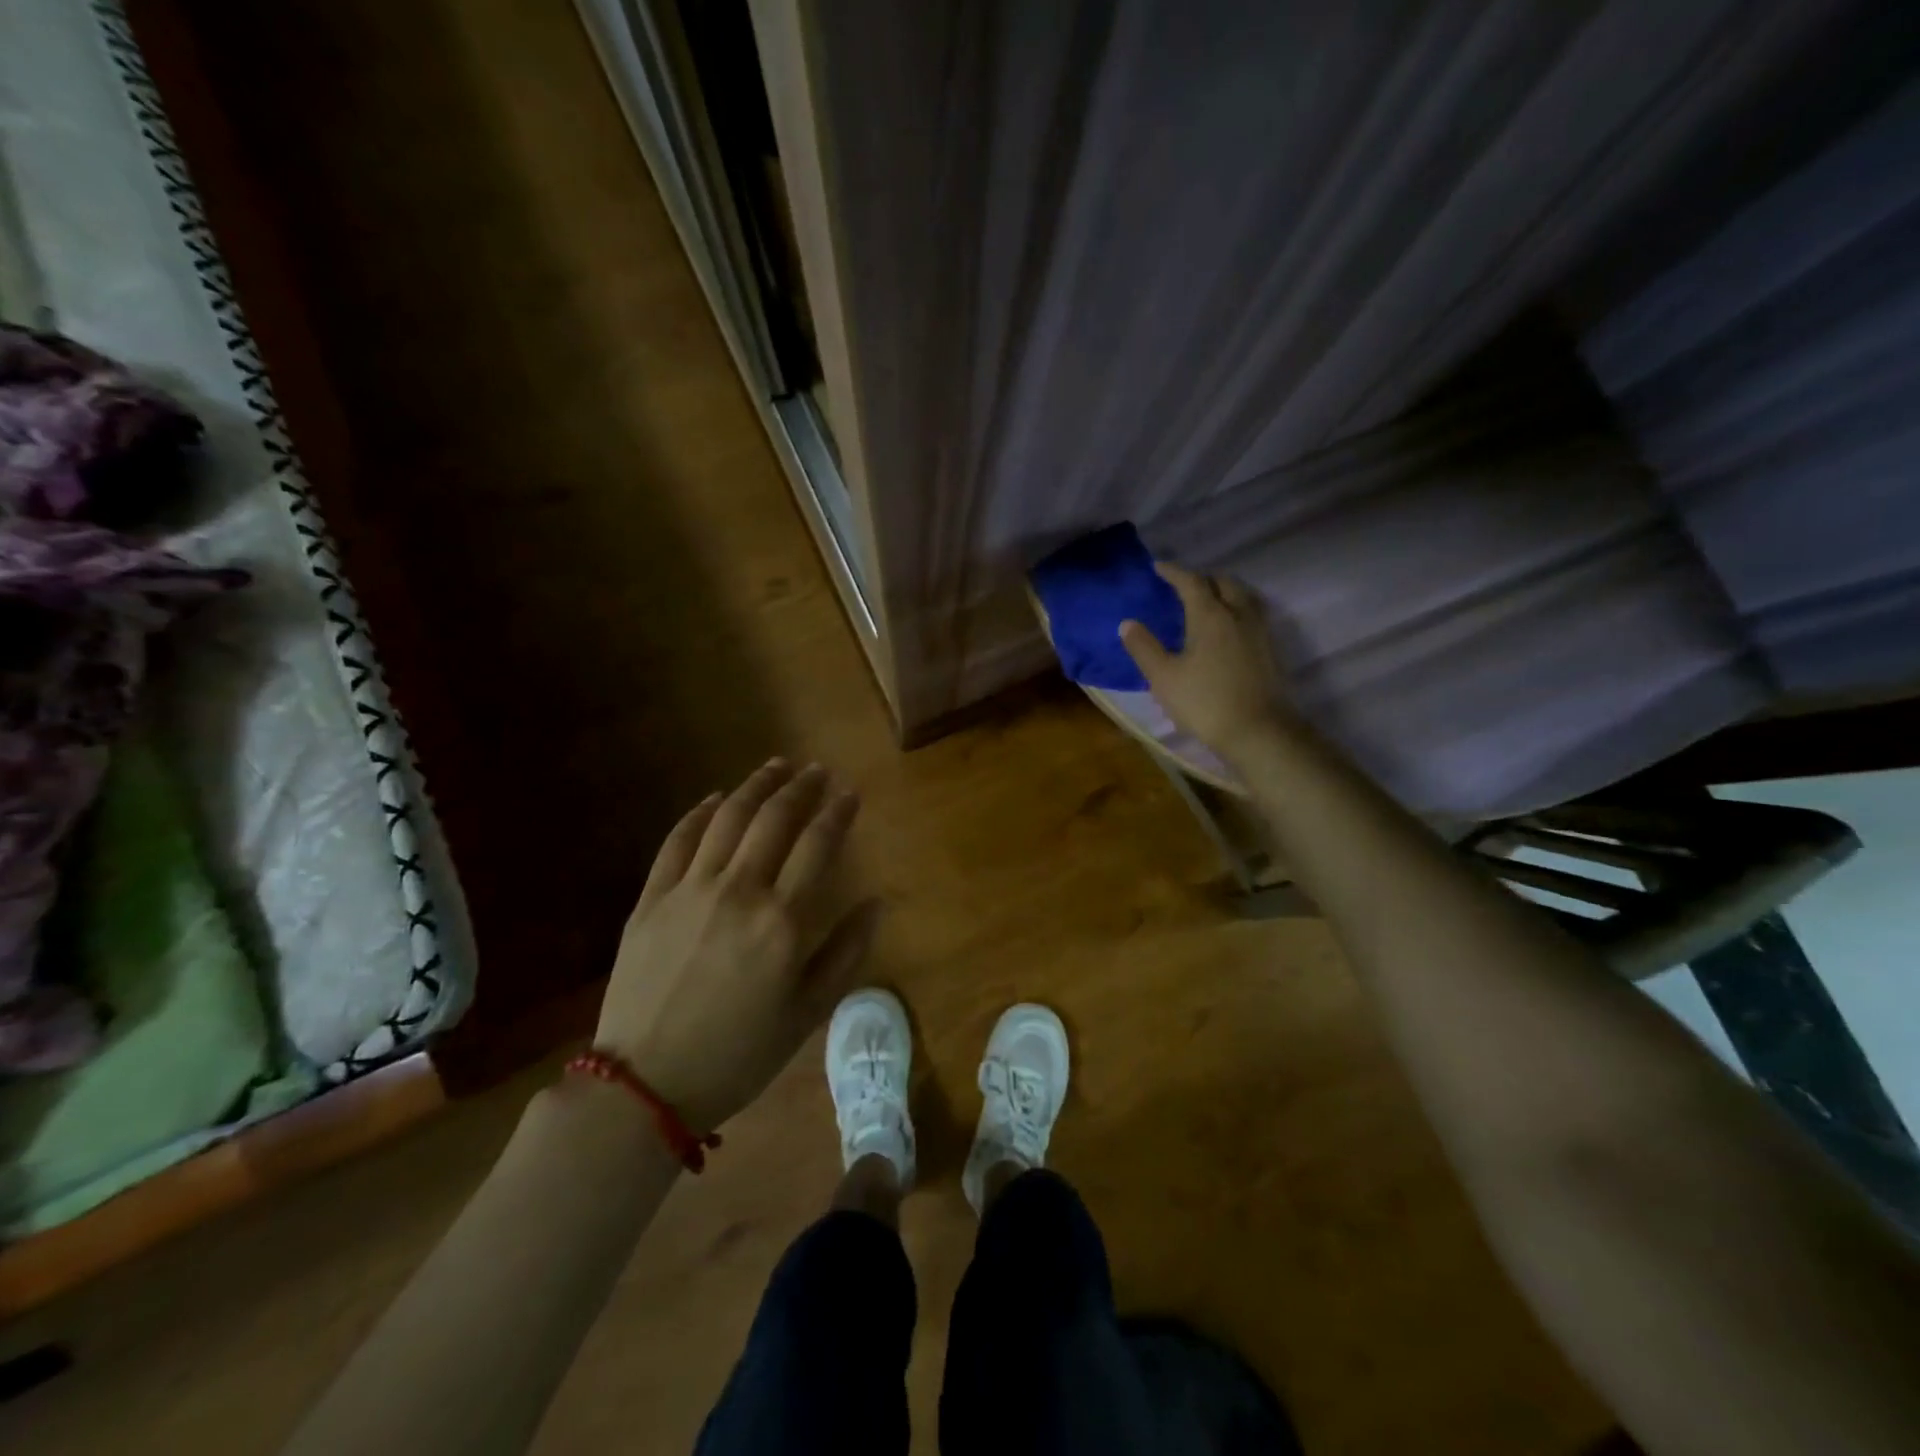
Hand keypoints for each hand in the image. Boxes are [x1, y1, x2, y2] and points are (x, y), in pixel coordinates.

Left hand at [598, 759, 878, 1133]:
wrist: (645, 1084)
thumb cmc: (739, 1054)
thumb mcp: (807, 1014)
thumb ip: (847, 952)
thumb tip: (877, 902)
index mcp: (782, 921)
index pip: (818, 844)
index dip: (838, 812)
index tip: (850, 793)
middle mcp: (739, 890)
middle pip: (774, 820)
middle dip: (801, 787)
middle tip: (818, 771)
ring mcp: (689, 889)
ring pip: (727, 818)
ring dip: (756, 786)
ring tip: (776, 766)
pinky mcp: (651, 898)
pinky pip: (678, 840)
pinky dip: (699, 813)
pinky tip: (715, 798)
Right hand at [1120, 562, 1291, 759]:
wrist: (1258, 731)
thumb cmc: (1205, 702)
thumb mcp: (1164, 677)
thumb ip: (1144, 647)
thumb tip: (1127, 623)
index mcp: (1210, 615)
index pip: (1191, 582)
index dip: (1174, 572)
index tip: (1158, 567)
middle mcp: (1238, 614)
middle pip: (1223, 582)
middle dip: (1202, 579)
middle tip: (1184, 586)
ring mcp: (1259, 631)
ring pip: (1243, 596)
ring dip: (1224, 591)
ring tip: (1208, 602)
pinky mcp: (1271, 649)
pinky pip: (1253, 614)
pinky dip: (1237, 609)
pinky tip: (1228, 627)